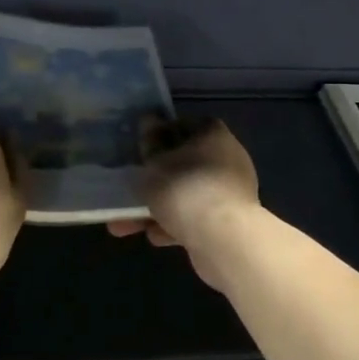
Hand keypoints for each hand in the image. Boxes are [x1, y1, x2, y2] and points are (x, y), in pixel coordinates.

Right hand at [107, 116, 259, 287]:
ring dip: (159, 206)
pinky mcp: (229, 220)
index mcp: (213, 134)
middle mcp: (227, 158)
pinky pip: (195, 217)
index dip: (159, 135)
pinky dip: (175, 224)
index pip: (184, 125)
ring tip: (128, 224)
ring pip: (187, 193)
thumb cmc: (185, 189)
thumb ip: (150, 142)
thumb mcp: (155, 162)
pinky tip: (154, 235)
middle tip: (132, 188)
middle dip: (155, 178)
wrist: (223, 239)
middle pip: (184, 163)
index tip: (140, 150)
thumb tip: (149, 120)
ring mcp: (230, 191)